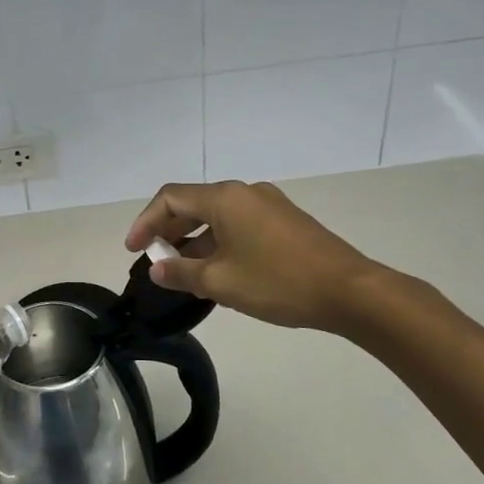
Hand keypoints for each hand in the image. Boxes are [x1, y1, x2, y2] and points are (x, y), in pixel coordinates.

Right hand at [125, 180, 383, 333]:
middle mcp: (245, 192)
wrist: (350, 291)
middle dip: (169, 231)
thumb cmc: (278, 282)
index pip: (170, 198)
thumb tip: (157, 269)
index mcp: (225, 198)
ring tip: (183, 273)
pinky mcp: (285, 222)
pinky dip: (219, 243)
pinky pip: (239, 226)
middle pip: (193, 204)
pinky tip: (218, 272)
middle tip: (155, 261)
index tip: (133, 250)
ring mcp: (268, 206)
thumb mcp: (221, 282)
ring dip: (194, 241)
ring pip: (218, 217)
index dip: (145, 222)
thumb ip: (182, 273)